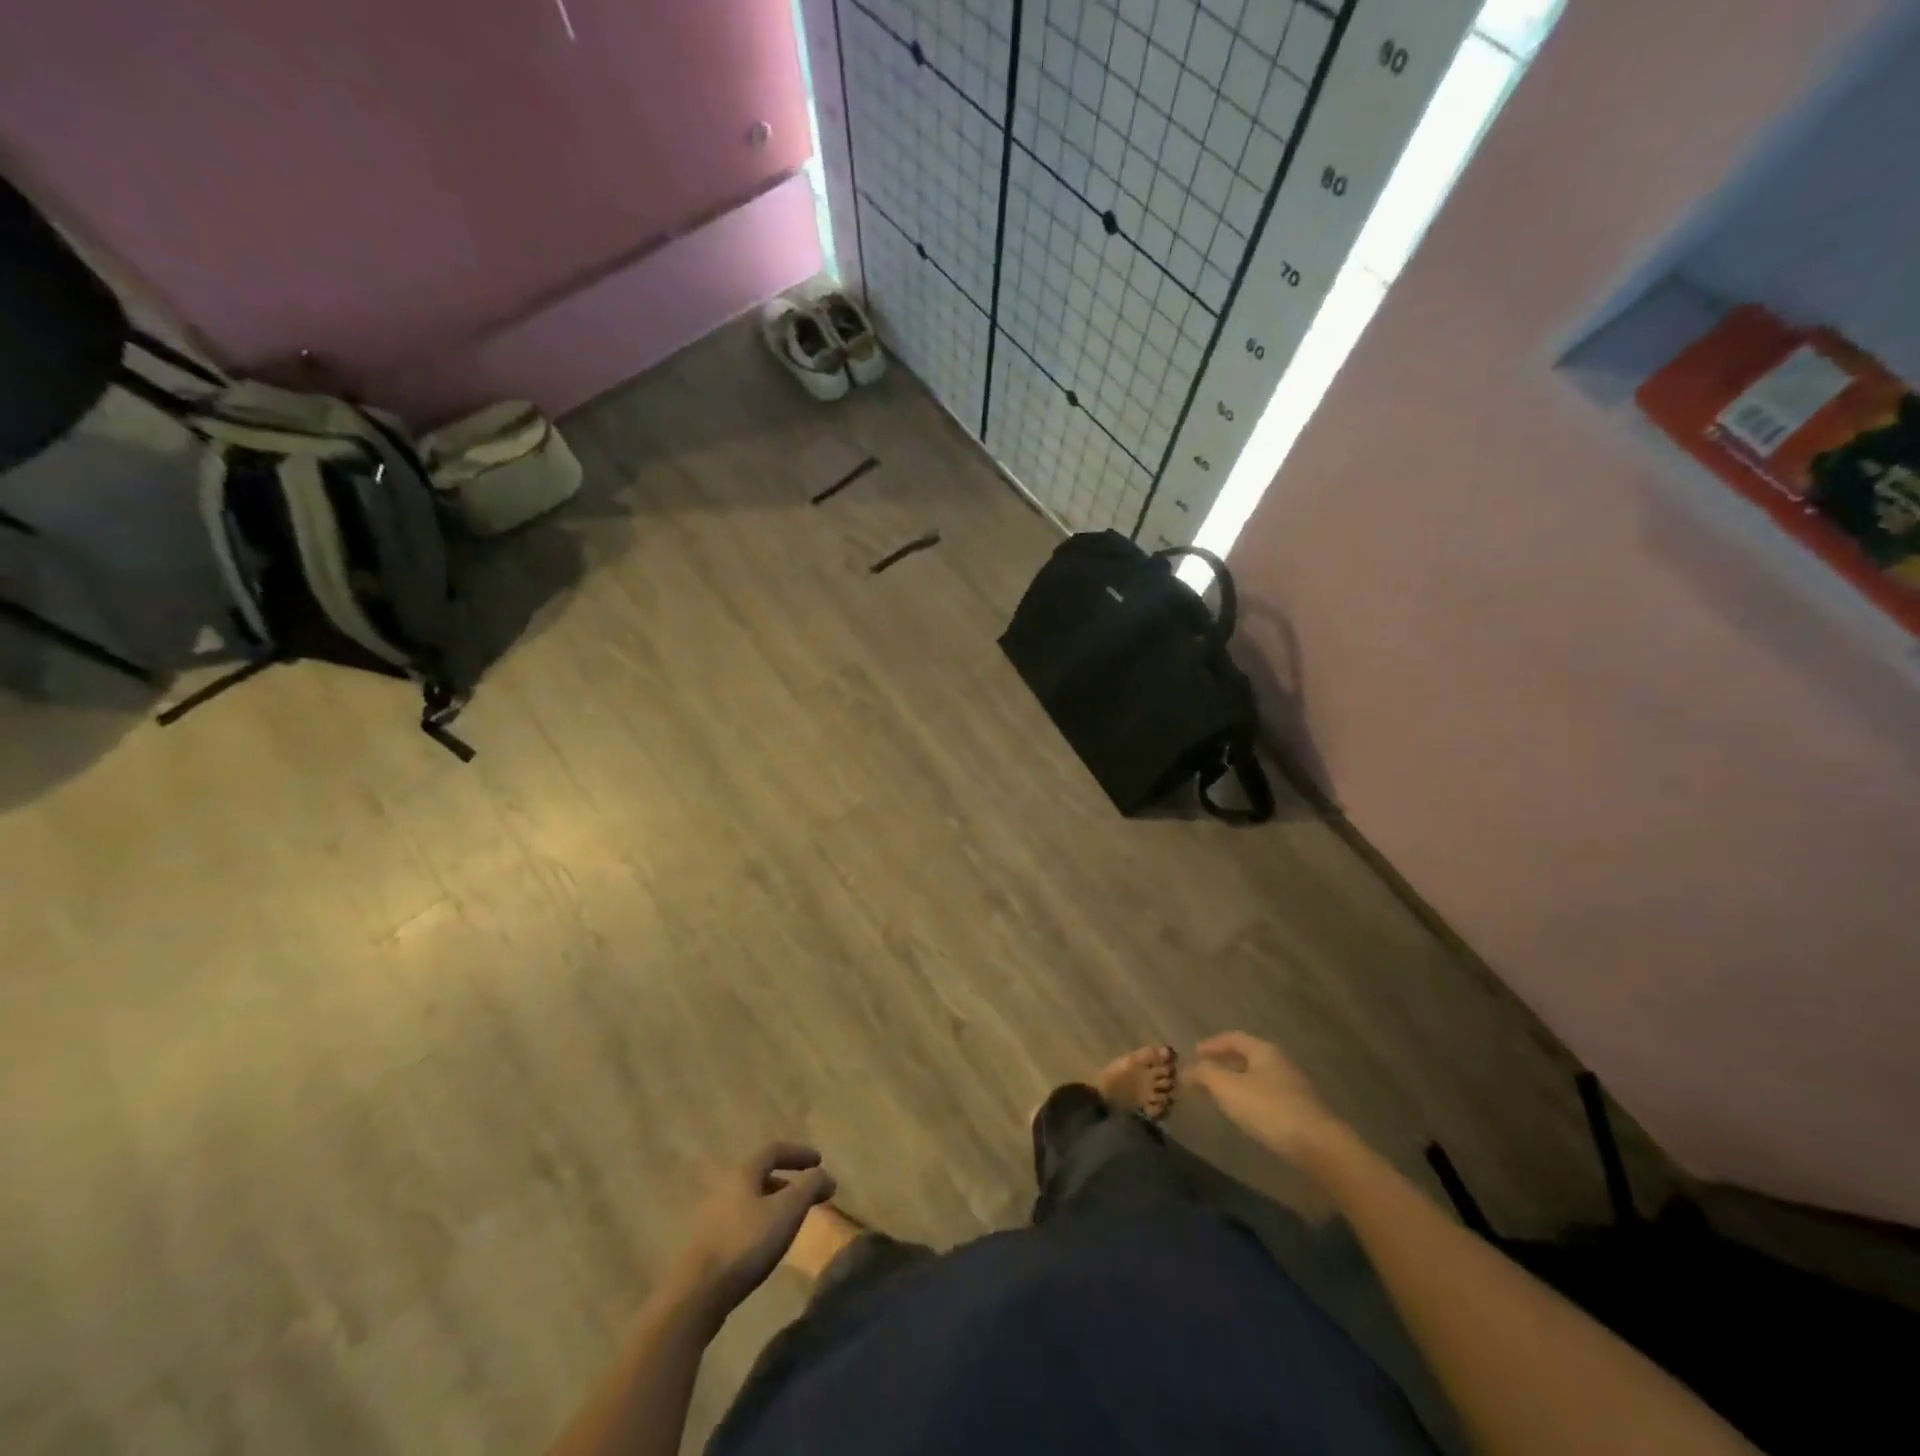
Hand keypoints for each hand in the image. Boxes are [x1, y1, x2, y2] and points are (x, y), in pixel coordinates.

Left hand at [675, 1143, 836, 1314]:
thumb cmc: (746, 1243)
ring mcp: (710, 1217)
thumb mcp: (788, 1211)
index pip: (774, 1150)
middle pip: (760, 1175)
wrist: (696, 1295)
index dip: (799, 1153)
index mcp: (742, 1173)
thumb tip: (824, 1174)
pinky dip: (759, 1224)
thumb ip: (810, 1187)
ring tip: (790, 1223)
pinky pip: (739, 1223)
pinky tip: (765, 1246)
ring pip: (749, 1201)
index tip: (820, 1161)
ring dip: (773, 1205)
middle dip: (787, 1182)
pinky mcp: (704, 1245)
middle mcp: (723, 1188)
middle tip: (807, 1196)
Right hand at [1187, 1031, 1346, 1159]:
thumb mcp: (1228, 1088)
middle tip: (1206, 1074)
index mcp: (1264, 1051)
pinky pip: (1271, 1096)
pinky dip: (1254, 1099)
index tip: (1195, 1052)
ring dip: (1240, 1082)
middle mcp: (1282, 1063)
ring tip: (1224, 1096)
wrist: (1320, 1147)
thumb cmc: (1269, 1109)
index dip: (1212, 1043)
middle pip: (1249, 1056)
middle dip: (1226, 1063)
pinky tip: (1249, 1115)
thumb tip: (1188, 1069)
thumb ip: (1205, 1074)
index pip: (1234, 1038)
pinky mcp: (1305, 1111)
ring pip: (1261, 1077)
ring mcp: (1297, 1087)